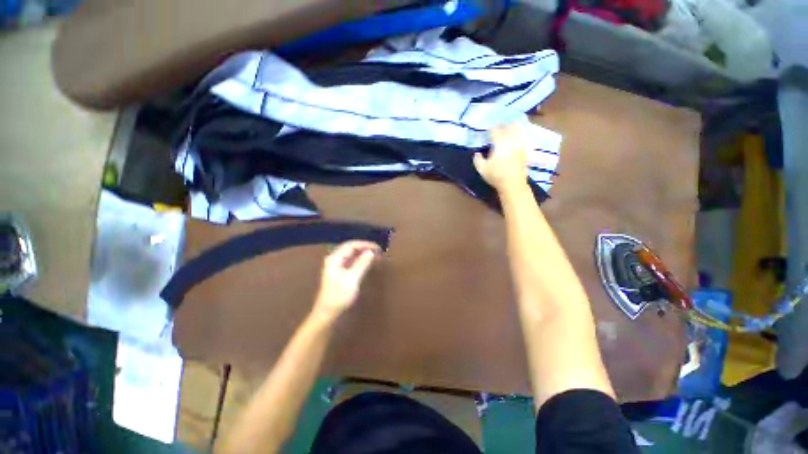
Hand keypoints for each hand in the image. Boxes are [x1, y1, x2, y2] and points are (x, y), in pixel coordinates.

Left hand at [313, 240, 379, 317]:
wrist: (327, 312)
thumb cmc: (339, 296)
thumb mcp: (352, 279)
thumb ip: (361, 263)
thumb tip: (371, 252)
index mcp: (334, 259)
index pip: (351, 245)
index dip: (364, 244)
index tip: (377, 247)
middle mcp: (334, 259)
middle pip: (350, 248)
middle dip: (364, 247)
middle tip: (378, 250)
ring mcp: (336, 265)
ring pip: (351, 254)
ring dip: (363, 253)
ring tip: (375, 254)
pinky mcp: (339, 272)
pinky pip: (351, 261)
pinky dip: (360, 259)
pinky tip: (367, 261)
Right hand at [474, 124, 528, 192]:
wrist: (512, 184)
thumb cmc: (496, 176)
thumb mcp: (482, 169)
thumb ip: (477, 160)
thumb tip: (477, 153)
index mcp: (500, 144)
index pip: (495, 131)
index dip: (491, 129)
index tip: (488, 130)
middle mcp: (511, 141)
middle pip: (508, 127)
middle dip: (503, 125)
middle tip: (499, 126)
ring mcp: (520, 145)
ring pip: (519, 131)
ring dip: (514, 127)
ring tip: (512, 125)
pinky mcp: (526, 151)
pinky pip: (526, 139)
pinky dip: (524, 135)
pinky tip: (522, 135)